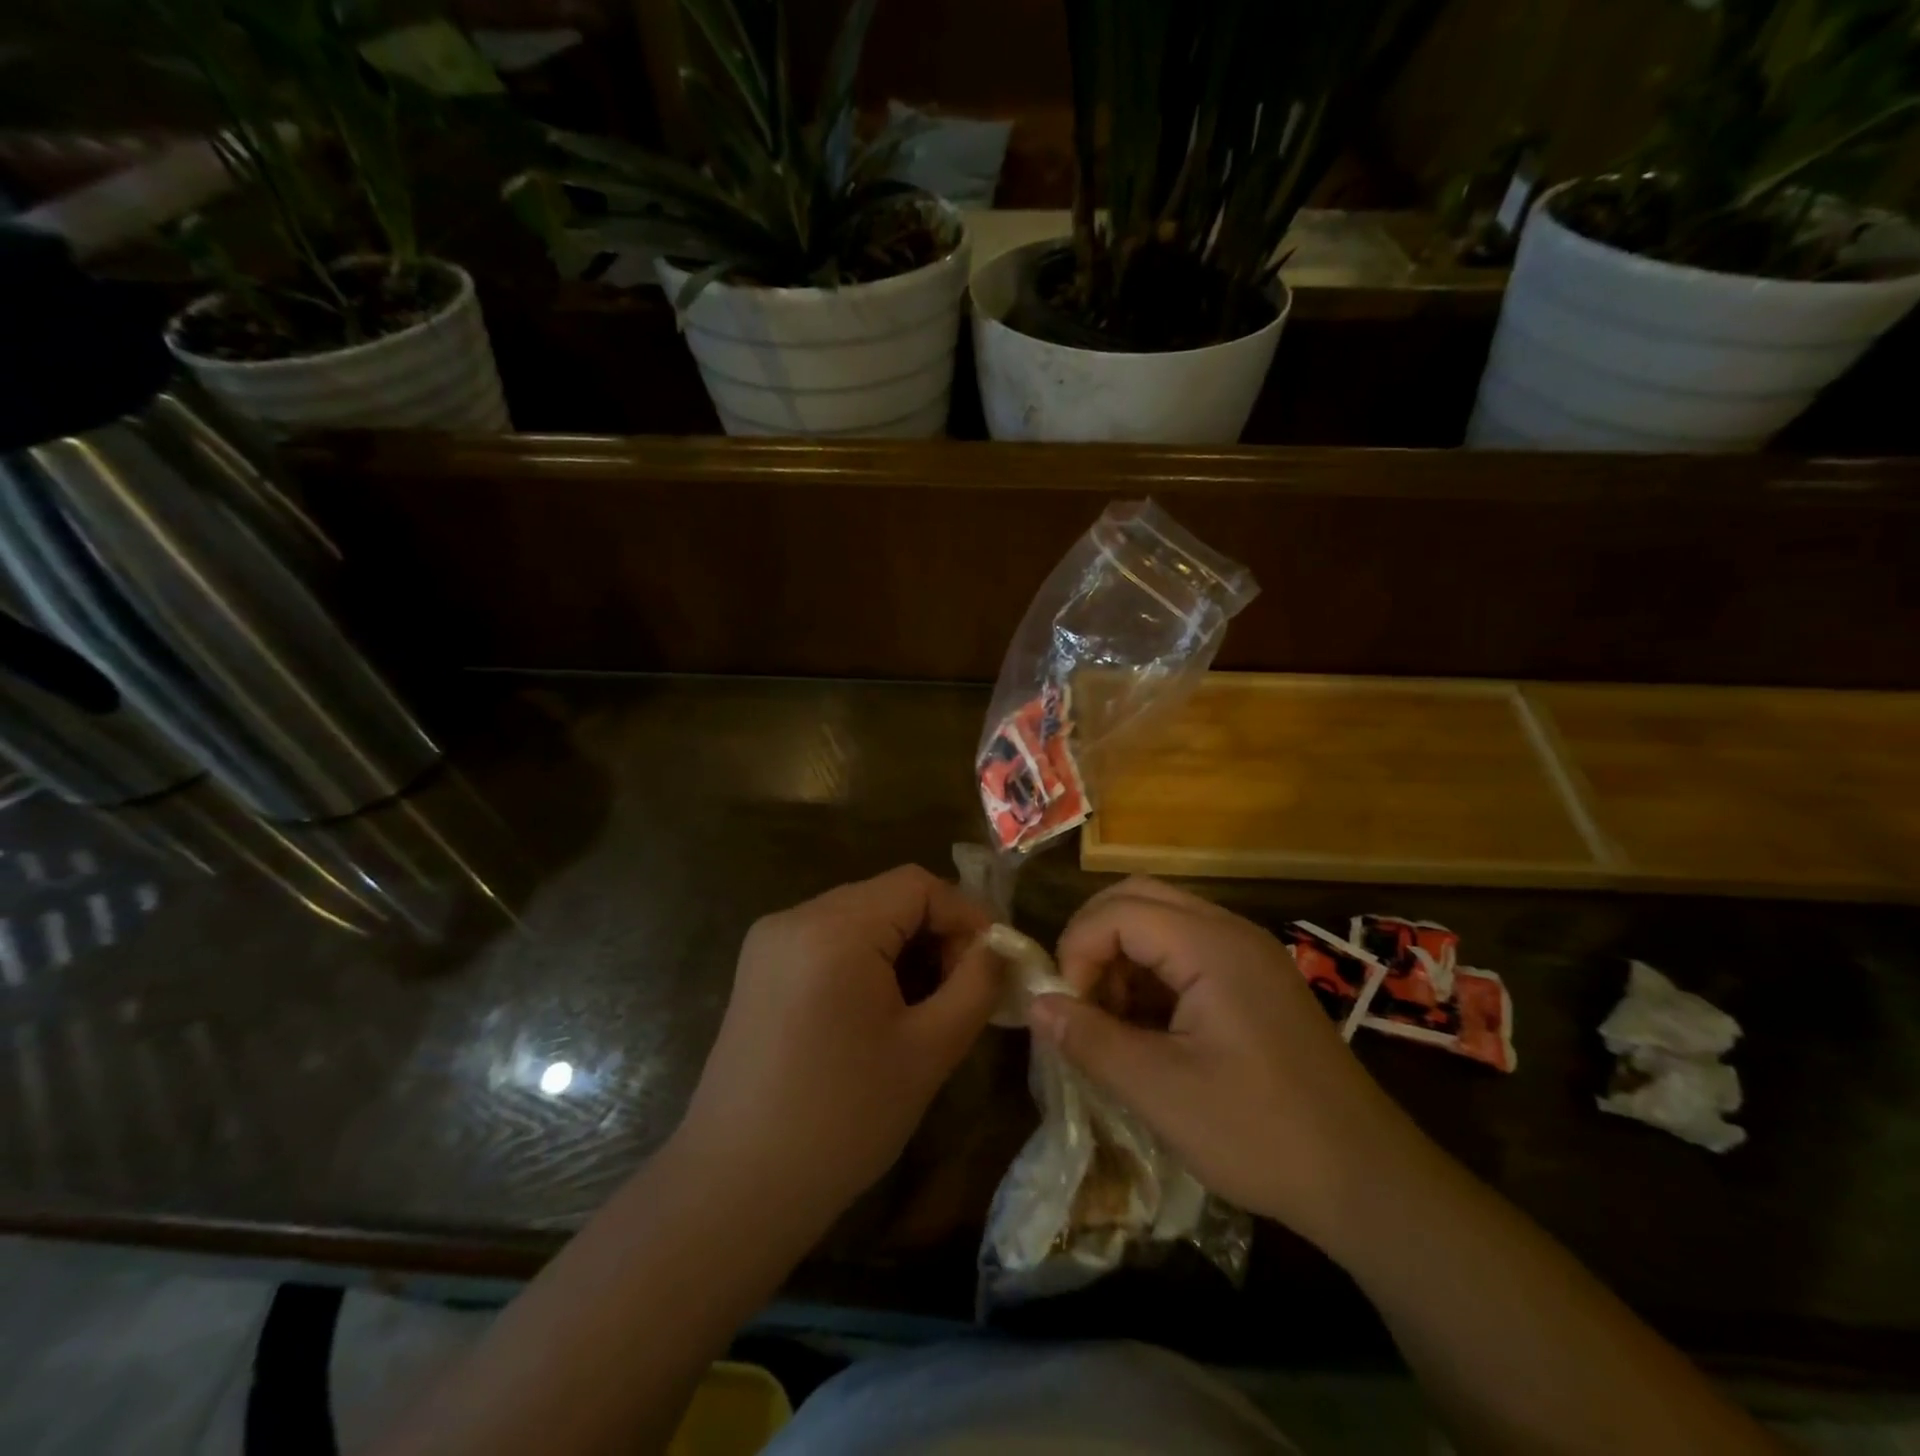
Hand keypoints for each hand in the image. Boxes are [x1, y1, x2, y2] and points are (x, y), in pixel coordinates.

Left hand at [674, 865, 1000, 1231]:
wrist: (736, 1189)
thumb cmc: (842, 1120)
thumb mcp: (928, 1051)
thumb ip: (976, 985)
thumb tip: (999, 948)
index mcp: (834, 928)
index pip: (917, 884)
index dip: (964, 914)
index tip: (993, 962)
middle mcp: (795, 917)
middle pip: (886, 896)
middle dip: (935, 932)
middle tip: (963, 987)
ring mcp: (770, 941)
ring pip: (859, 916)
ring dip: (902, 946)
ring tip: (926, 1002)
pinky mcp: (758, 968)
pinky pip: (828, 938)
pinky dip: (866, 958)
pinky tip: (878, 1009)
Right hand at [1029, 877, 1424, 1249]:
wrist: (1367, 1181)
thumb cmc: (1259, 1133)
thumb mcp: (1159, 1091)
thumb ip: (1090, 1039)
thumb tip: (1036, 1004)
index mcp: (1210, 946)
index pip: (1117, 911)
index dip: (1078, 950)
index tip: (1068, 1008)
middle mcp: (1230, 931)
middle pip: (1138, 897)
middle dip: (1094, 940)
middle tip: (1078, 998)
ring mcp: (1248, 953)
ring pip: (1161, 920)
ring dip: (1122, 956)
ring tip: (1110, 1020)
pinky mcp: (1257, 979)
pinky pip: (1188, 949)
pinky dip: (1152, 973)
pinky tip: (1147, 1028)